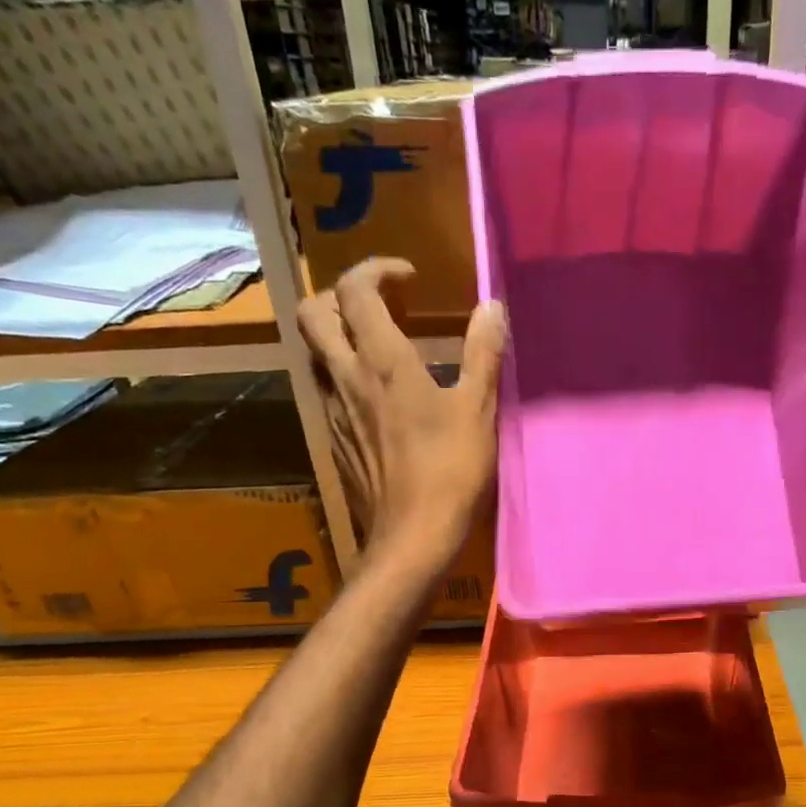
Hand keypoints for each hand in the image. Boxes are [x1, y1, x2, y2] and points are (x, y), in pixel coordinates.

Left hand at [297, 257, 505, 570]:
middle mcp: (345, 378)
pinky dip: (345, 377)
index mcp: (382, 362)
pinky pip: (328, 392)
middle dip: (341, 296)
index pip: (356, 290)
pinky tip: (378, 400)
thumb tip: (492, 306)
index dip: (377, 270)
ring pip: (315, 354)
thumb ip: (483, 353)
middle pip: (313, 315)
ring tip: (379, 349)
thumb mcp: (477, 410)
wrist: (412, 536)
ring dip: (340, 337)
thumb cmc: (450, 471)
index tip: (409, 279)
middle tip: (381, 307)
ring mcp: (334, 412)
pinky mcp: (335, 442)